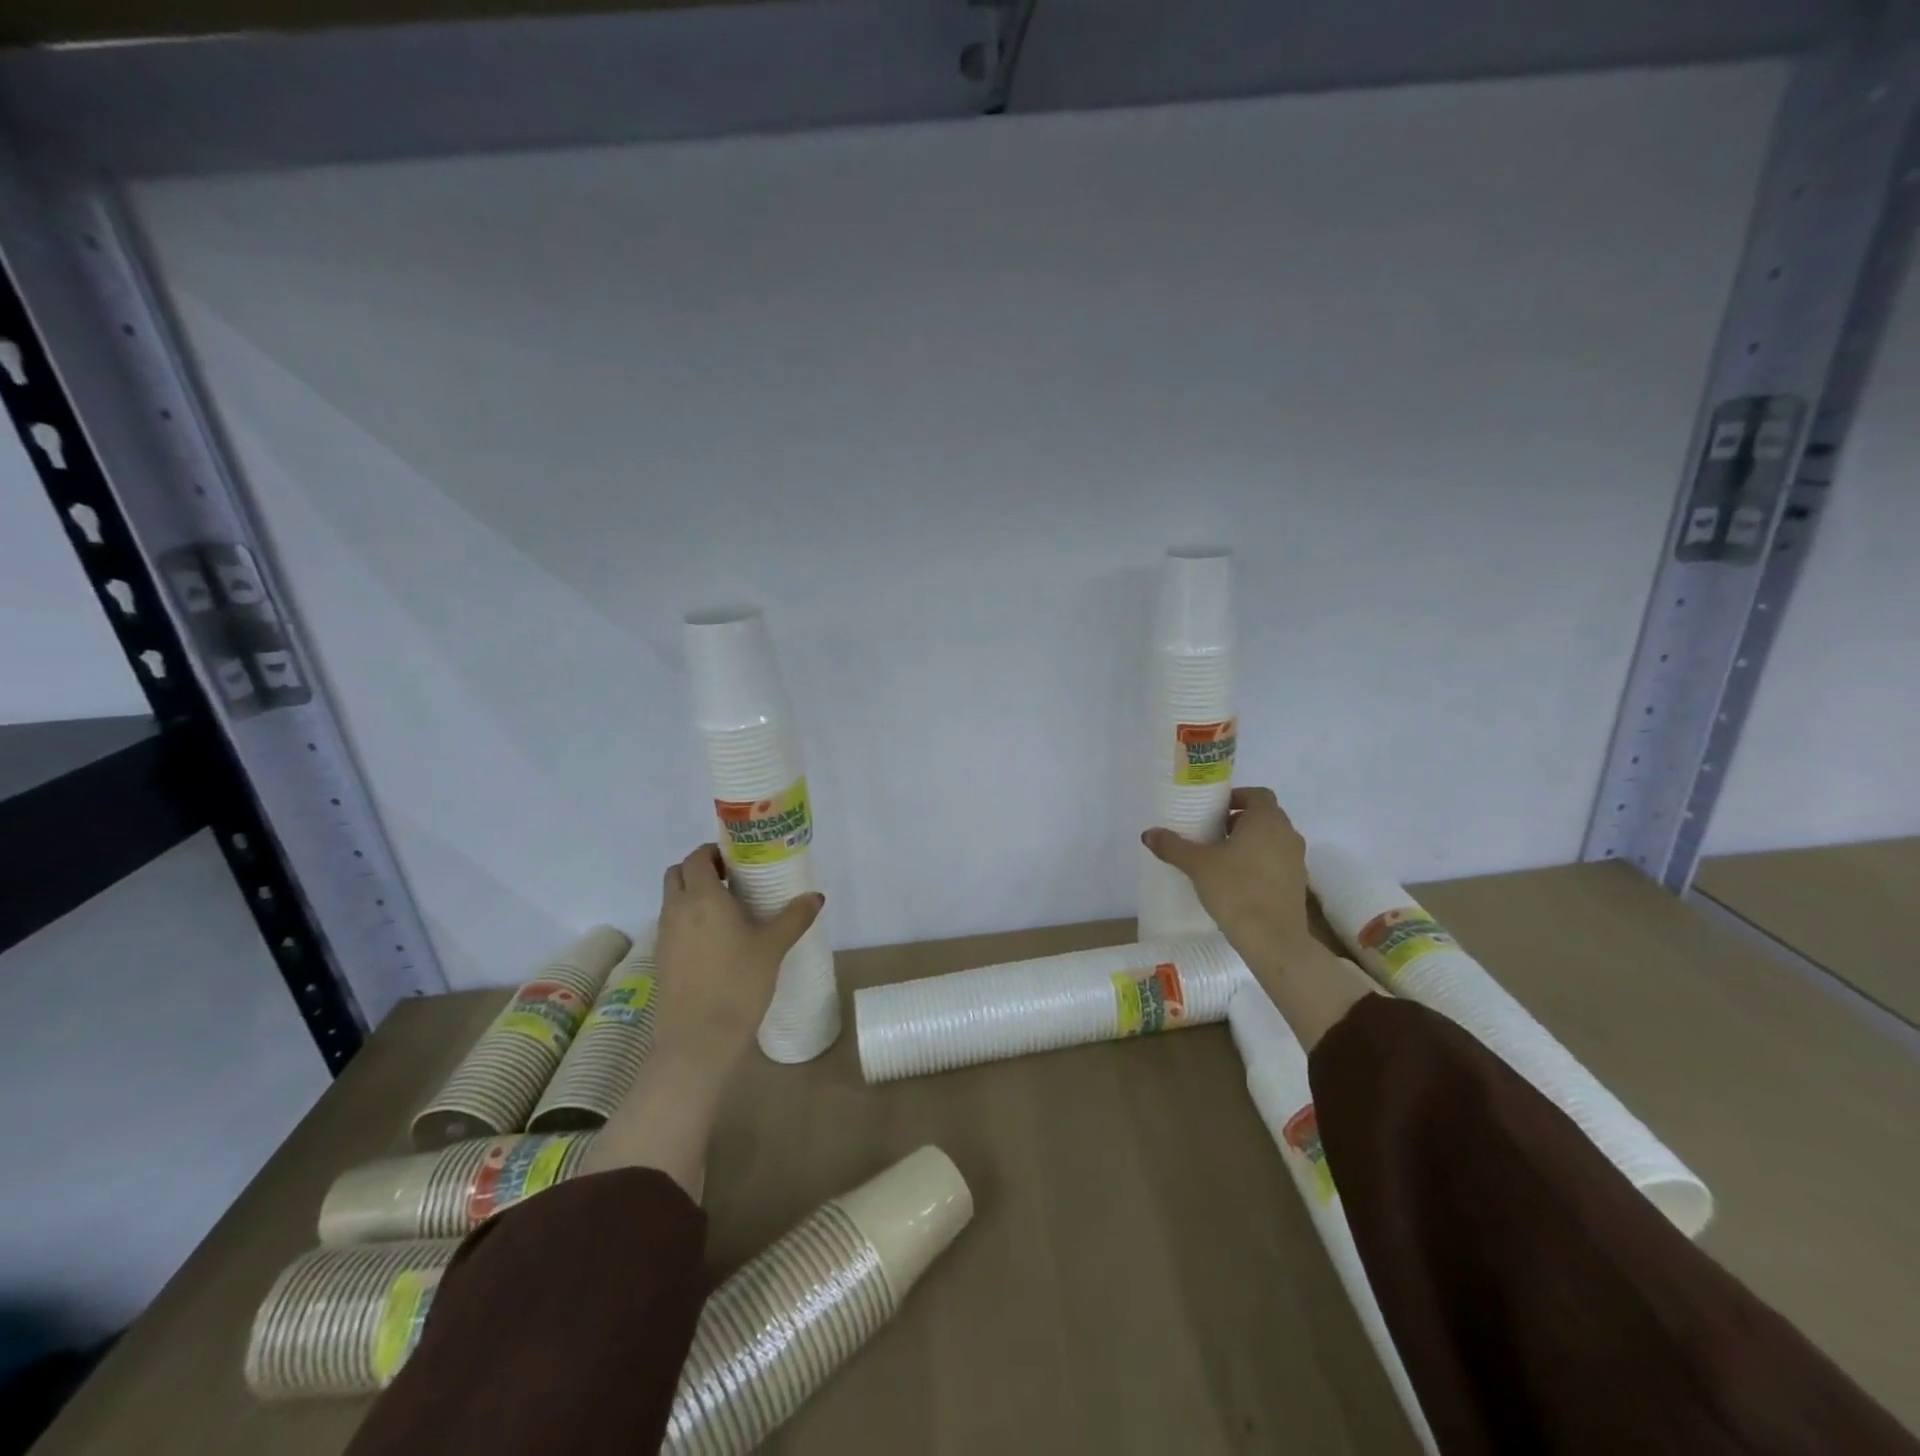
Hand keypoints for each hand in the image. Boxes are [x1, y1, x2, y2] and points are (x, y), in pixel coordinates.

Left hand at [653, 844, 823, 1069]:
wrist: (698, 1040)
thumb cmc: (739, 983)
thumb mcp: (773, 946)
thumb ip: (795, 916)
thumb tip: (816, 896)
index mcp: (701, 897)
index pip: (696, 857)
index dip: (714, 852)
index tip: (738, 861)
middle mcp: (676, 909)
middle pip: (677, 874)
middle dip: (699, 869)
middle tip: (731, 880)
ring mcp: (664, 936)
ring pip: (671, 899)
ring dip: (692, 894)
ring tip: (728, 910)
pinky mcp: (661, 959)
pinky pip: (672, 925)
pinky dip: (688, 920)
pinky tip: (716, 940)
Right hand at [1142, 787, 1316, 978]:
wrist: (1273, 938)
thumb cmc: (1236, 889)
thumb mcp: (1197, 865)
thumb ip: (1173, 846)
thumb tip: (1148, 834)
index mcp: (1266, 820)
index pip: (1257, 794)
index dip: (1236, 797)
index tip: (1214, 810)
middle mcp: (1287, 834)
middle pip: (1265, 816)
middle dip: (1240, 820)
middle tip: (1212, 832)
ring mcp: (1297, 860)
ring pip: (1272, 840)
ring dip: (1251, 842)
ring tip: (1222, 857)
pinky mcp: (1298, 884)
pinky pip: (1277, 861)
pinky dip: (1261, 862)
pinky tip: (1238, 880)